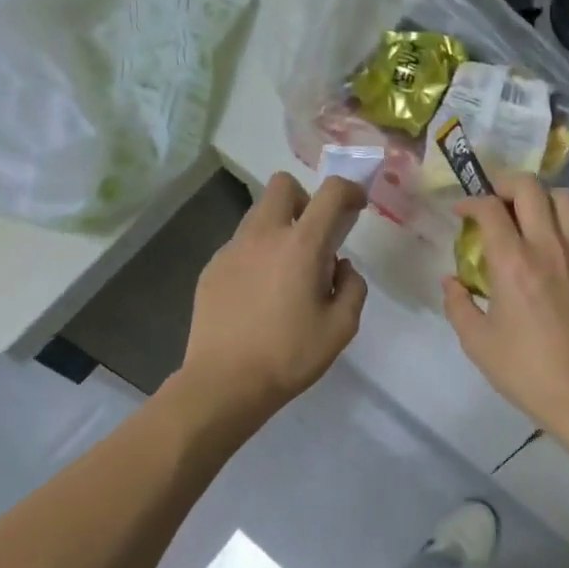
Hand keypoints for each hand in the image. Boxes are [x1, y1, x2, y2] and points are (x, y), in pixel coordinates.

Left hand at [180, 172, 368, 415]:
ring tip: (285, 272)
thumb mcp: (341, 327)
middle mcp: (264, 235)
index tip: (356, 206)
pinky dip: (256, 255)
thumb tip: (340, 267)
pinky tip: (258, 294)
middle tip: (314, 237)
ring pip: (258, 214)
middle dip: (305, 199)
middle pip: (283, 185)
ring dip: (279, 227)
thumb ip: (352, 287)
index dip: (348, 190)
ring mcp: (232, 249)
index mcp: (301, 245)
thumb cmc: (289, 355)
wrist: (224, 382)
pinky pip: (240, 245)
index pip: (330, 193)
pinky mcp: (212, 268)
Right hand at [440, 173, 568, 436]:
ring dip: (539, 196)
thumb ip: (458, 304)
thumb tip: (451, 280)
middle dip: (505, 183)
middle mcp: (548, 248)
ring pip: (565, 199)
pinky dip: (557, 223)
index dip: (470, 202)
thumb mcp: (477, 342)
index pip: (491, 209)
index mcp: (514, 262)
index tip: (459, 212)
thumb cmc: (526, 371)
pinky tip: (543, 248)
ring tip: (521, 215)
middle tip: (490, 201)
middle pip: (532, 188)